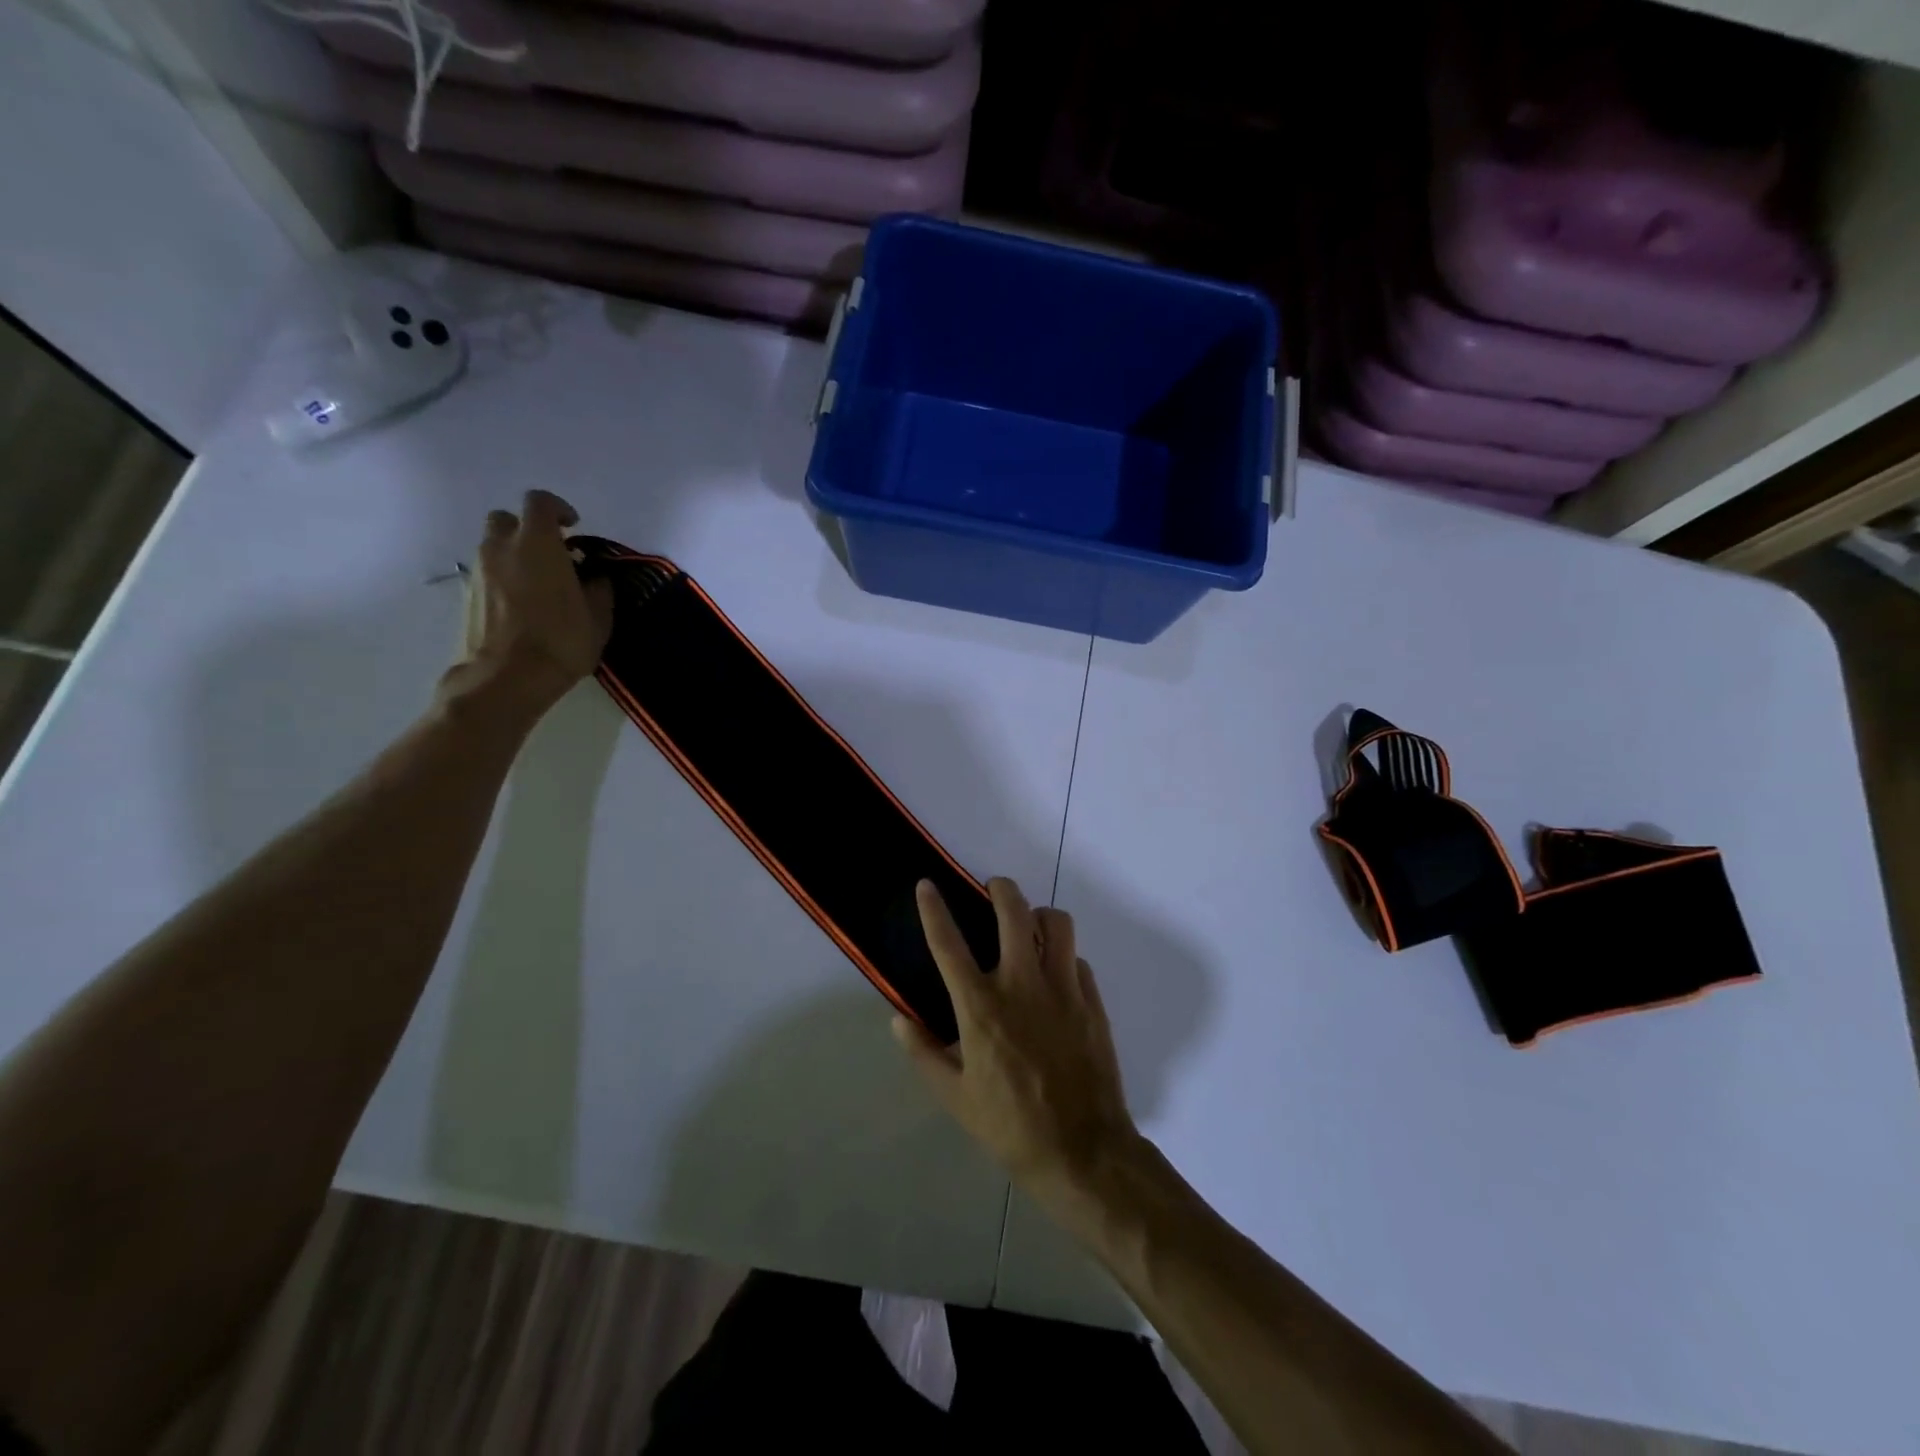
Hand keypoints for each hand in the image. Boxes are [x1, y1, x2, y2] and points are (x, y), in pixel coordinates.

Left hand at [444, 490, 612, 712]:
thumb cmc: (560, 642)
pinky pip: (487, 574)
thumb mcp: (598, 619)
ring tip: (539, 586)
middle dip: (529, 530)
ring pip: (494, 547)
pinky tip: (522, 608)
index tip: (574, 528)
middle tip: (553, 555)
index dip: (558, 509)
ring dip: (514, 556)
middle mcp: (501, 548)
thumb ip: (598, 590)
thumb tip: (595, 578)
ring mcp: (478, 571)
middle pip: (508, 520)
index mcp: (537, 544)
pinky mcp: (466, 596)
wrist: (505, 679)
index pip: (540, 502)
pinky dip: (503, 580)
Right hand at [895, 877, 1138, 1193]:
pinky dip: (1063, 956)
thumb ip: (924, 1053)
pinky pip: (1077, 958)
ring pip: (1057, 923)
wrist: (1083, 1151)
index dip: (934, 909)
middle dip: (1000, 889)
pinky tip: (1055, 975)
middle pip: (1013, 911)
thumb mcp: (955, 1097)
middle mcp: (1022, 984)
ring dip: (1039, 916)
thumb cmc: (1010, 1126)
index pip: (949, 944)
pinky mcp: (1091, 1000)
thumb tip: (898, 1019)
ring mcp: (1062, 988)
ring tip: (1030, 927)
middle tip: (993, 890)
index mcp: (981, 1007)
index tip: (927, 885)